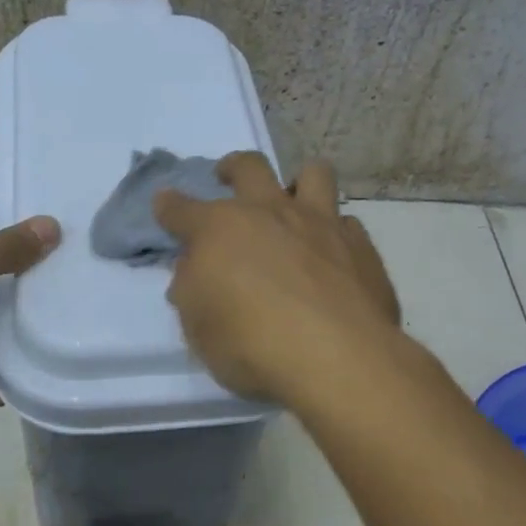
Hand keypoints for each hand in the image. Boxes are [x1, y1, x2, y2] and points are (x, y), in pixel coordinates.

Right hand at [153, 153, 400, 403]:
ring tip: (294, 203)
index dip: (169, 206)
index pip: (182, 209)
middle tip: (227, 178)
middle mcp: (270, 213)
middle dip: (232, 168)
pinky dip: (335, 233)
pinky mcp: (361, 246)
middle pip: (249, 167)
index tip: (165, 205)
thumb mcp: (199, 329)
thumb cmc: (252, 346)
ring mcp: (321, 223)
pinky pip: (347, 222)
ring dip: (299, 183)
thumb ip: (192, 290)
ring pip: (313, 174)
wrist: (336, 358)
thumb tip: (193, 270)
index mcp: (220, 229)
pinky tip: (332, 256)